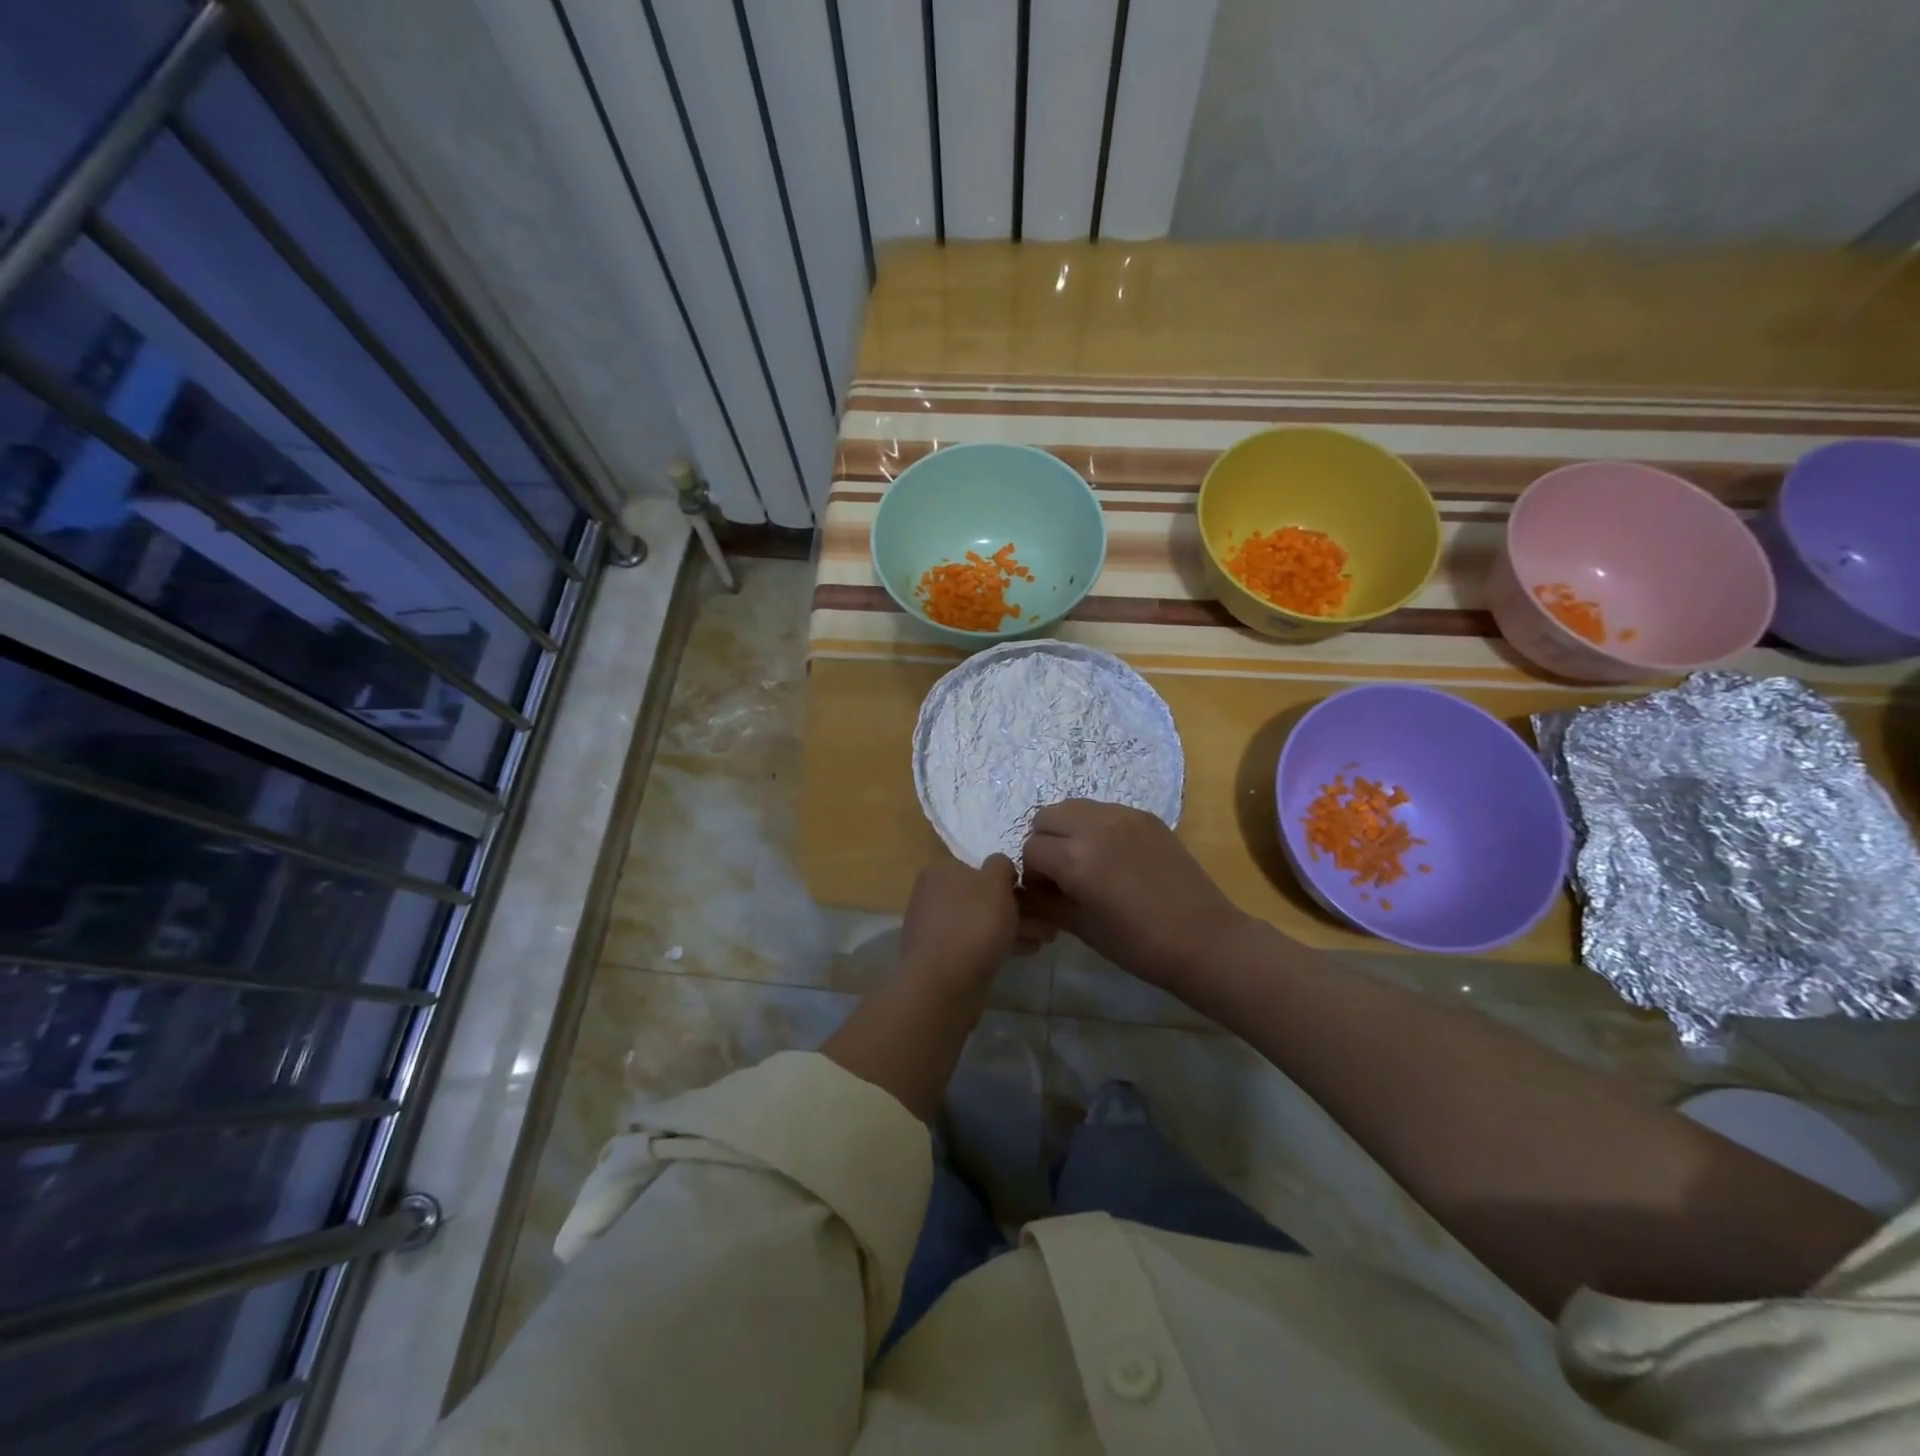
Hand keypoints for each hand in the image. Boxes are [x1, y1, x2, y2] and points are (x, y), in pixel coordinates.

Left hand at [899, 855, 1052, 988]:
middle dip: (1018, 908)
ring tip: (1047, 938)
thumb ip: (1001, 866)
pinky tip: (1029, 950)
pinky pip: (978, 944)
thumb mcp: (995, 882)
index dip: (1010, 880)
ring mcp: (937, 929)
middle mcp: (934, 897)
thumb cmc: (972, 923)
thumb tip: (1000, 867)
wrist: (943, 984)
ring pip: (983, 922)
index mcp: (940, 873)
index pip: (980, 868)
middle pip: (984, 898)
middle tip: (1049, 921)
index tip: (1036, 893)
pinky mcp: (944, 958)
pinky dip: (1002, 944)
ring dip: (1015, 927)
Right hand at [1021, 800, 1249, 988]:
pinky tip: (1114, 857)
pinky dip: (1096, 826)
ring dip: (1068, 829)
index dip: (1034, 874)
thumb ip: (1046, 903)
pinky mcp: (1146, 816)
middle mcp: (1095, 826)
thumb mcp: (1082, 928)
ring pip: (1074, 807)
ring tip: (1085, 860)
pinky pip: (1105, 810)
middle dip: (1045, 843)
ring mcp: (1123, 816)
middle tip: (1062, 873)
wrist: (1204, 939)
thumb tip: (1028, 891)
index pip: (1031, 850)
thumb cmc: (1138, 945)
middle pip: (1046, 817)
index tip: (1049, 894)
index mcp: (1075, 858)